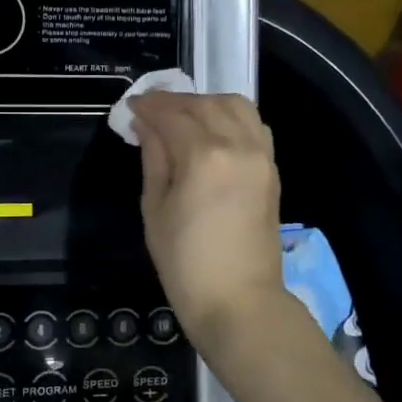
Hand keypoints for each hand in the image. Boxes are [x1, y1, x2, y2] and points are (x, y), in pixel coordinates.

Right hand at [129, 91, 286, 343]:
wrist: (238, 301)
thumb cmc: (184, 262)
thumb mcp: (155, 208)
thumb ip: (154, 158)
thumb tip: (146, 124)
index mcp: (203, 156)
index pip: (172, 115)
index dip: (148, 106)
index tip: (130, 106)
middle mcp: (237, 145)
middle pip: (203, 104)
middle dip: (173, 101)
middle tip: (150, 110)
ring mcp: (260, 155)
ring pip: (235, 105)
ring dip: (205, 103)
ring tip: (181, 117)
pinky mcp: (271, 168)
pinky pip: (253, 125)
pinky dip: (230, 117)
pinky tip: (211, 130)